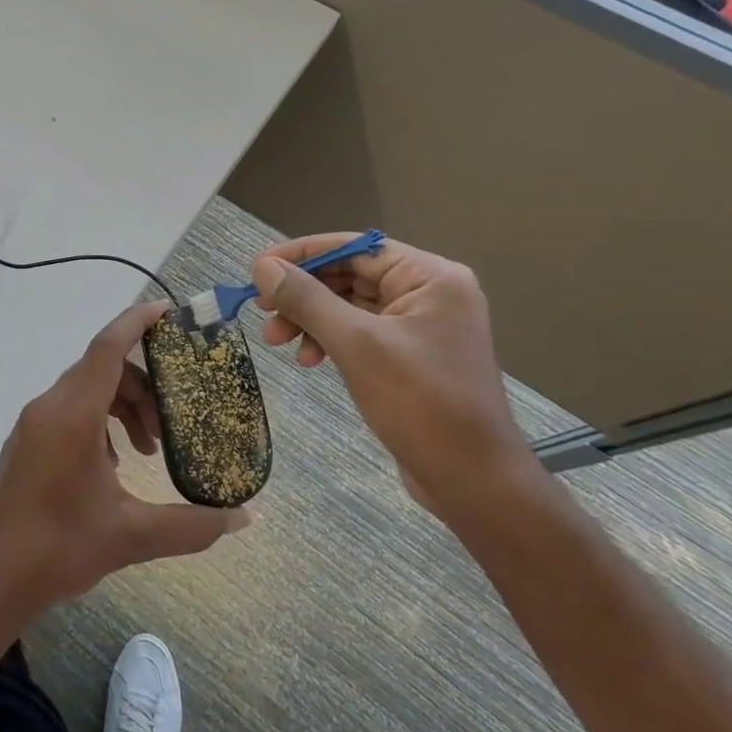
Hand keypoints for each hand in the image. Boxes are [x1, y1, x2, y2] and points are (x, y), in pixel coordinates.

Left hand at [0, 301, 250, 616]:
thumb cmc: (60, 549)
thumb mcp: (132, 536)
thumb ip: (192, 524)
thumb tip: (245, 517)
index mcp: (72, 415)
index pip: (107, 347)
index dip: (137, 321)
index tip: (169, 311)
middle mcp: (48, 407)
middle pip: (102, 369)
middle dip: (142, 385)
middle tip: (172, 420)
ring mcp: (32, 423)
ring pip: (85, 390)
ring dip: (121, 406)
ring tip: (147, 449)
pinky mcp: (25, 441)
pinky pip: (68, 410)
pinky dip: (98, 421)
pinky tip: (114, 464)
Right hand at [252, 235, 545, 521]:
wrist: (474, 482)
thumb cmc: (421, 403)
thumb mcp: (356, 345)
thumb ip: (307, 299)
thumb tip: (263, 266)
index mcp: (431, 277)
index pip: (355, 248)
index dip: (302, 255)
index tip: (257, 269)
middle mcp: (429, 293)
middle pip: (349, 275)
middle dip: (302, 293)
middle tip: (261, 310)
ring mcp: (421, 326)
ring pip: (349, 305)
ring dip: (310, 319)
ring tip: (276, 341)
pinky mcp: (410, 355)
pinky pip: (360, 332)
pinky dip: (329, 340)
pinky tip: (308, 359)